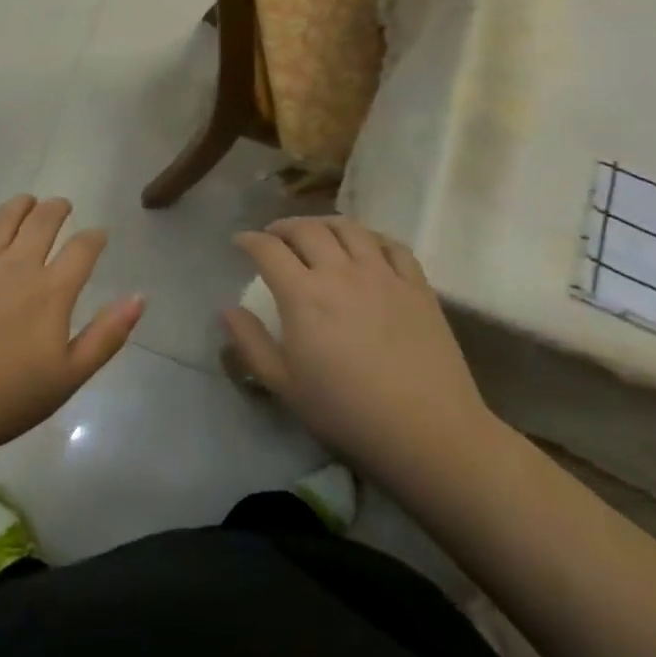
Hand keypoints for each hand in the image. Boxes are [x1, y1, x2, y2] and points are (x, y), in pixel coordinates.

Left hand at [0, 196, 143, 458]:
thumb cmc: (6, 398)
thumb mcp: (69, 376)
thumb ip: (107, 335)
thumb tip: (139, 296)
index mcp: (50, 291)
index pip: (82, 249)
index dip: (94, 238)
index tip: (98, 235)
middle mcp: (15, 265)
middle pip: (42, 221)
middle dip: (57, 209)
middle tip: (62, 206)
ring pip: (2, 218)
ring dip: (20, 205)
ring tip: (27, 203)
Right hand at [223, 217, 499, 495]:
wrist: (427, 432)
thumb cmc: (346, 412)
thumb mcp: (284, 386)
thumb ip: (251, 344)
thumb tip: (228, 310)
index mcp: (303, 295)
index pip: (268, 249)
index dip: (248, 240)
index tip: (240, 242)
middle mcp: (340, 272)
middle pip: (306, 229)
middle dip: (282, 226)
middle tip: (274, 237)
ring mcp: (382, 274)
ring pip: (348, 228)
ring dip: (324, 224)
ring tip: (316, 234)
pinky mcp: (416, 285)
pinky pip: (391, 244)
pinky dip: (371, 237)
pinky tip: (365, 246)